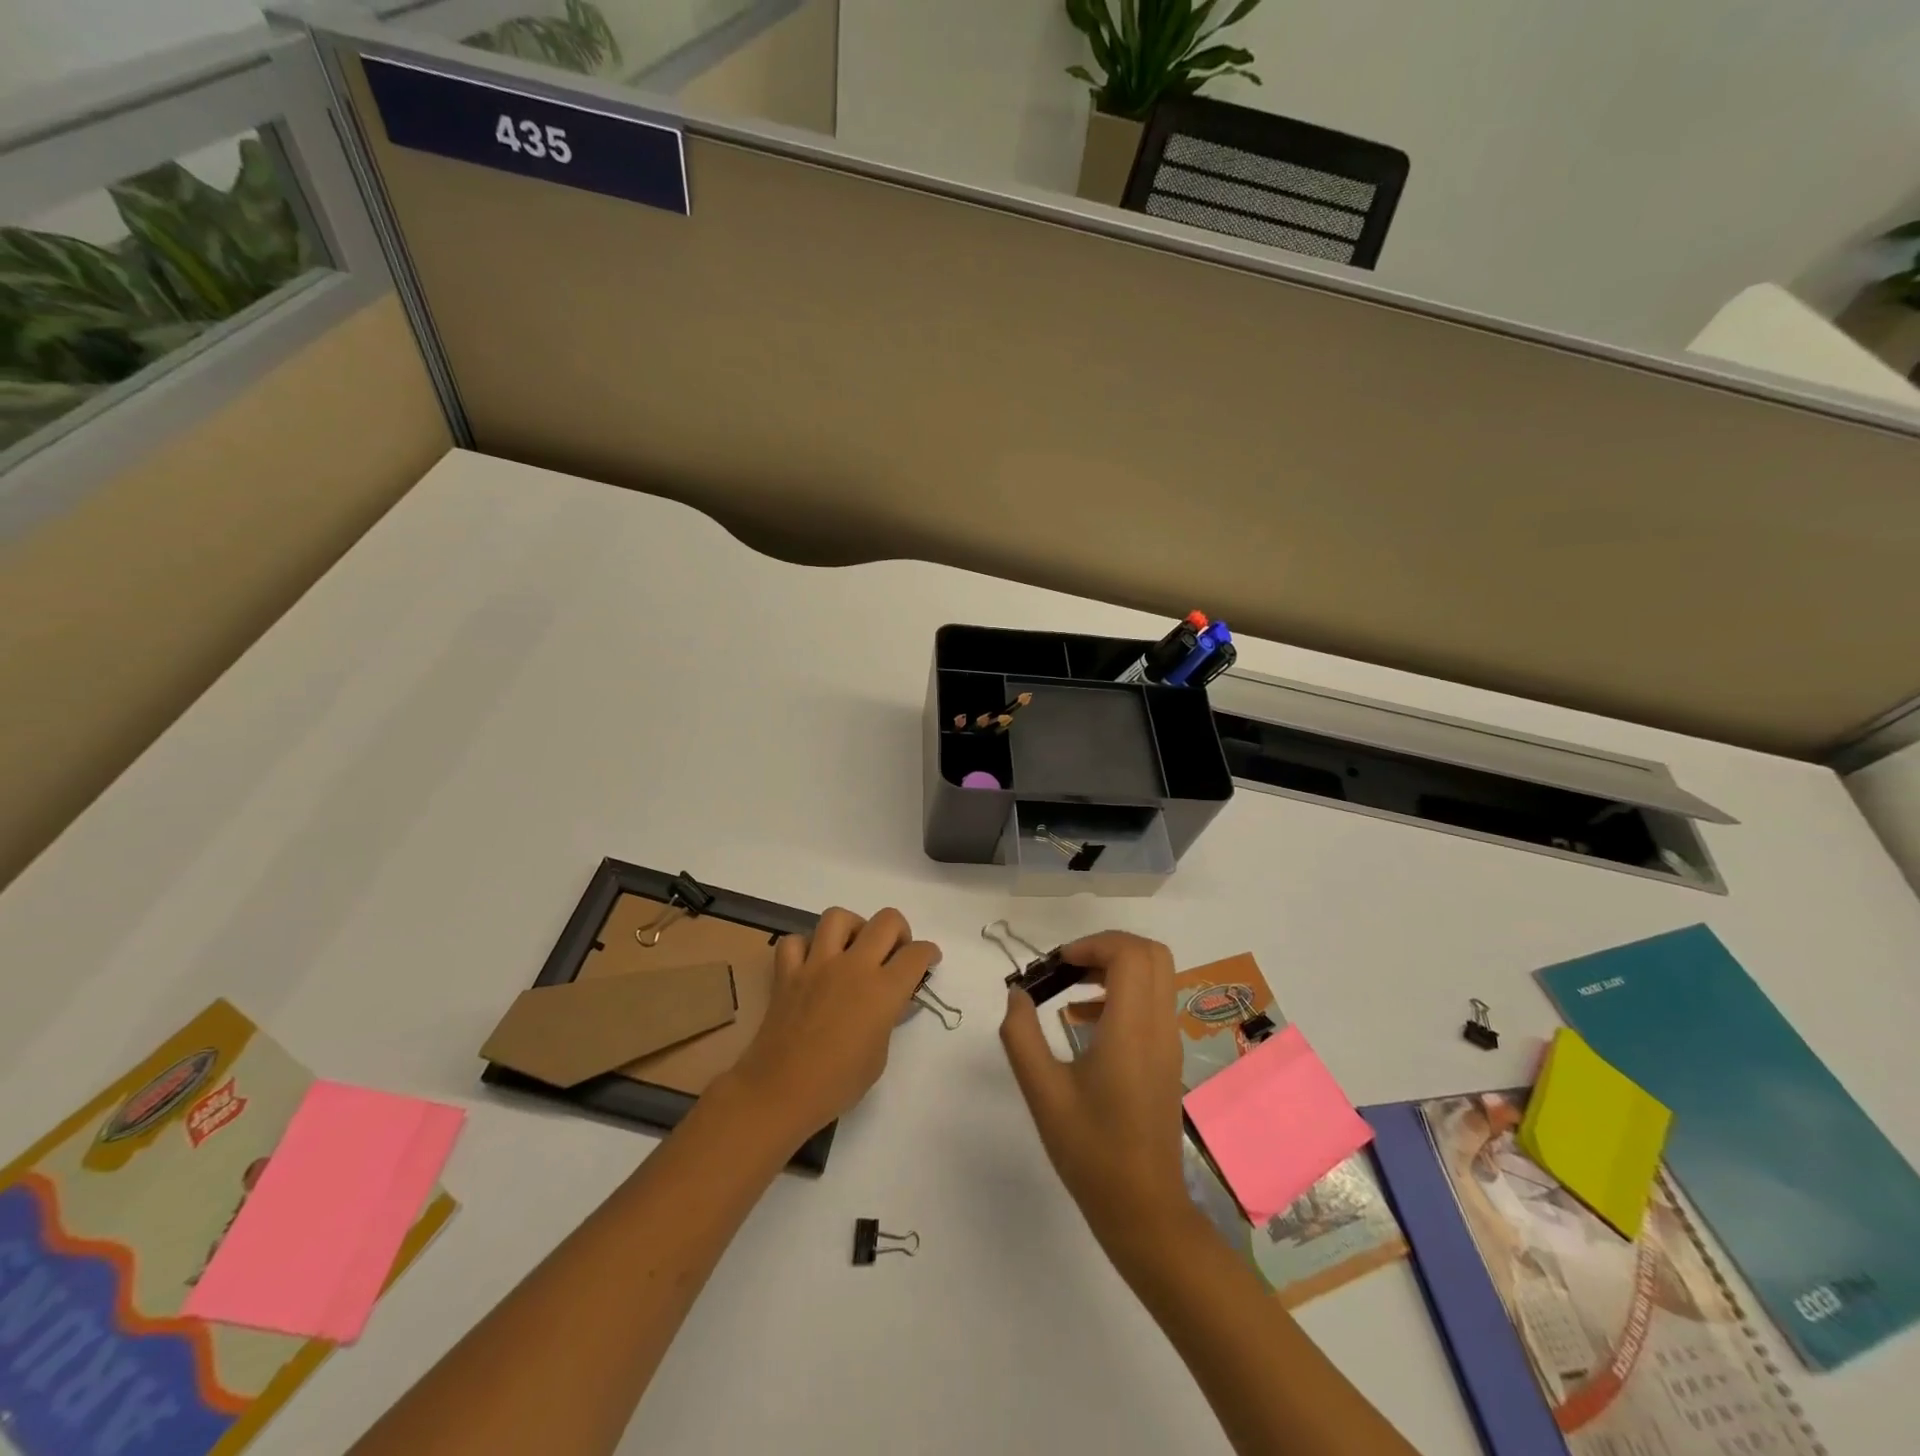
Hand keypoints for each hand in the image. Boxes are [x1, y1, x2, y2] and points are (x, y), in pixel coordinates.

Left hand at [727, 907, 937, 1139]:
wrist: (781, 1092)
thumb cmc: (837, 1084)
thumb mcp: (879, 1056)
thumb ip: (888, 1020)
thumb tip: (893, 1002)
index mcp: (883, 990)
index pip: (916, 954)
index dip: (928, 953)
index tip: (929, 960)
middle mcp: (853, 967)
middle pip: (886, 921)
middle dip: (899, 931)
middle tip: (894, 952)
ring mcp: (817, 965)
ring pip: (838, 917)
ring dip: (852, 927)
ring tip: (852, 948)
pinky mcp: (787, 973)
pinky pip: (795, 942)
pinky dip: (804, 947)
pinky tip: (811, 963)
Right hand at [1000, 931, 1192, 1250]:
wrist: (1143, 1210)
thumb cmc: (1090, 1151)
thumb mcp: (1042, 1092)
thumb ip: (1022, 1036)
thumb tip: (1017, 994)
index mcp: (1132, 1030)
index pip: (1131, 955)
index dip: (1094, 943)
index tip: (1059, 963)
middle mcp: (1159, 1027)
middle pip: (1151, 955)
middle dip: (1107, 947)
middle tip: (1068, 966)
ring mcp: (1168, 1043)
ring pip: (1156, 976)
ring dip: (1115, 968)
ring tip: (1070, 988)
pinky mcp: (1167, 1058)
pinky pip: (1153, 1002)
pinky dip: (1123, 993)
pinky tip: (1084, 1022)